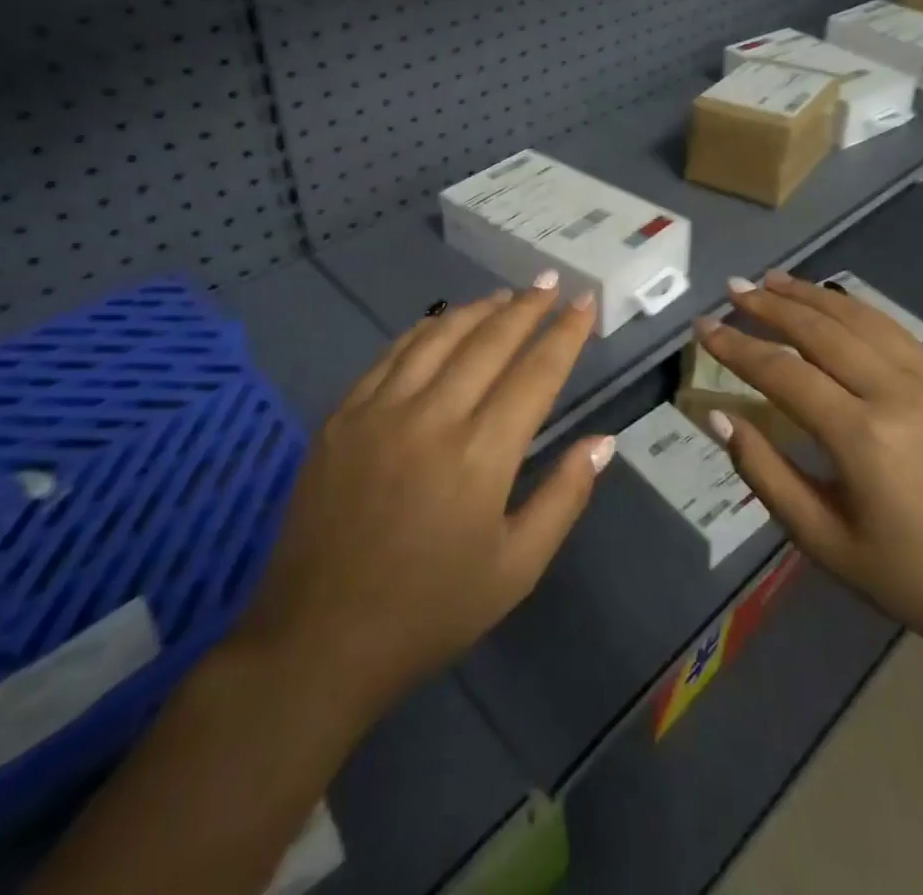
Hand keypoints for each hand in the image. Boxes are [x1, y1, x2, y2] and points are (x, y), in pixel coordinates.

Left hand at [239, 278, 612, 719]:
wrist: (319, 640)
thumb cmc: (430, 611)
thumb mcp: (515, 569)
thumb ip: (564, 497)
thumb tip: (604, 441)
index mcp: (482, 454)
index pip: (536, 373)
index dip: (565, 333)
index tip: (586, 302)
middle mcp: (432, 416)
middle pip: (490, 341)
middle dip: (527, 308)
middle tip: (550, 283)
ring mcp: (380, 410)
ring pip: (438, 336)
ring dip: (478, 310)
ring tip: (505, 296)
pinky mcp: (342, 416)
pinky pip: (391, 355)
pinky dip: (424, 330)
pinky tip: (440, 323)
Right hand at [694, 270, 922, 664]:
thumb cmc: (907, 576)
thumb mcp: (822, 539)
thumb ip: (764, 472)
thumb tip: (719, 416)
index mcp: (861, 437)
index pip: (783, 371)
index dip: (737, 347)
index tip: (703, 327)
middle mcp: (895, 393)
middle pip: (820, 330)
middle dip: (769, 305)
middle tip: (731, 288)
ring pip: (858, 319)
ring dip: (810, 295)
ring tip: (771, 279)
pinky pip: (894, 330)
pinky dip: (854, 308)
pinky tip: (831, 302)